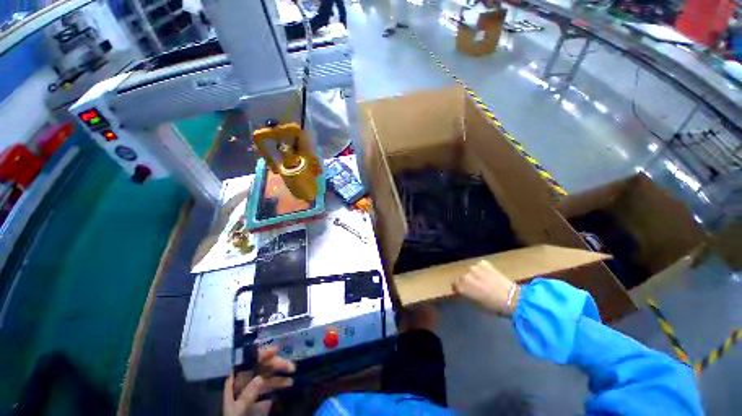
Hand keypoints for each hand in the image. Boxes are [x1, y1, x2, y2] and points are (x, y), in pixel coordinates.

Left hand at [223, 346, 295, 415]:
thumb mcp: (238, 410)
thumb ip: (247, 395)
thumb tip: (260, 377)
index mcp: (235, 381)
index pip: (249, 362)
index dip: (262, 354)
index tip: (276, 350)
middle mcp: (244, 382)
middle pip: (261, 367)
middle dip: (277, 365)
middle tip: (291, 367)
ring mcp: (252, 390)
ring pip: (267, 377)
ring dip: (280, 376)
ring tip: (291, 380)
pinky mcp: (259, 398)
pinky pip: (270, 387)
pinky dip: (279, 384)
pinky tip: (287, 385)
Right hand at [453, 260, 519, 315]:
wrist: (511, 298)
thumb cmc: (492, 306)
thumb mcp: (475, 304)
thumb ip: (466, 295)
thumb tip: (464, 291)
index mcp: (461, 287)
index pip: (454, 284)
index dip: (459, 287)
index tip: (464, 290)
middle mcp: (464, 275)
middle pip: (462, 276)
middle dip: (467, 281)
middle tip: (476, 286)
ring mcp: (474, 268)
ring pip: (471, 271)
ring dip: (475, 274)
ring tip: (484, 280)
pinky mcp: (483, 263)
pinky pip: (479, 266)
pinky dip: (483, 270)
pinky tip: (489, 275)